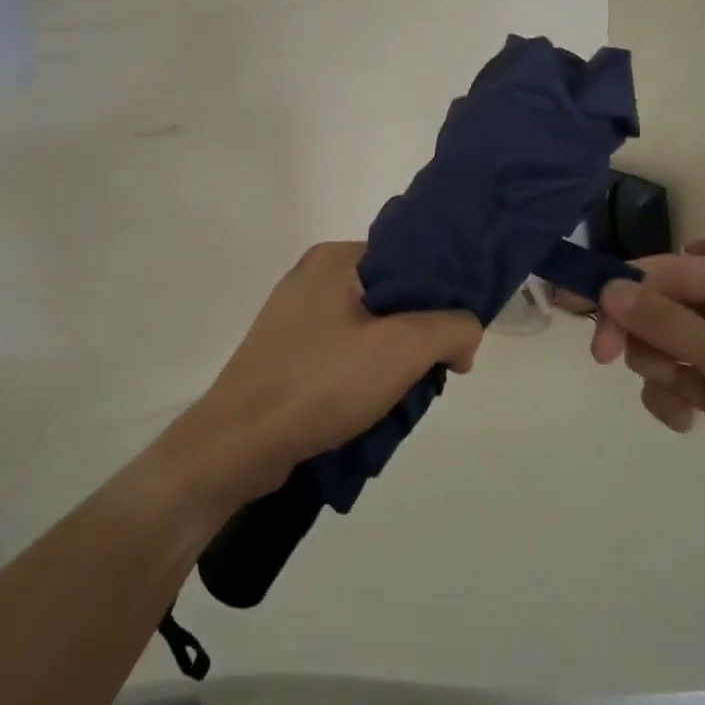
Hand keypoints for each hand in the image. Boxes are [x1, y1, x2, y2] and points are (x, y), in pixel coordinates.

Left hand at [172, 243, 482, 507]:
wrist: (238, 445)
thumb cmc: (320, 383)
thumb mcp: (402, 349)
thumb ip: (451, 329)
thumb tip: (466, 335)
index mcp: (334, 260)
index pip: (407, 260)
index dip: (441, 296)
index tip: (457, 337)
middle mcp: (311, 279)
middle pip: (389, 298)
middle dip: (417, 336)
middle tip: (431, 373)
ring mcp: (293, 319)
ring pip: (367, 331)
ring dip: (391, 363)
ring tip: (401, 397)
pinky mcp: (284, 355)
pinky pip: (340, 356)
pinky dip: (362, 377)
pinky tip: (371, 409)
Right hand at [580, 244, 704, 560]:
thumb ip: (668, 324)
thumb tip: (607, 288)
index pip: (671, 270)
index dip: (622, 286)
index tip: (574, 307)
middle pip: (663, 304)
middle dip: (638, 332)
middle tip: (606, 359)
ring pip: (665, 342)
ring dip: (659, 368)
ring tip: (684, 399)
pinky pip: (679, 377)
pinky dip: (672, 395)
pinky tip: (688, 422)